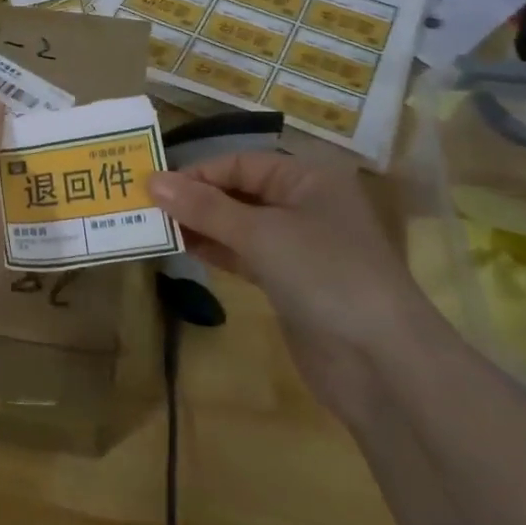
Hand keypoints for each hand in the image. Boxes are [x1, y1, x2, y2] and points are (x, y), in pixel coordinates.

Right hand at [148, 152, 426, 379]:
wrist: (381, 361)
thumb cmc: (324, 274)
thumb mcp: (261, 233)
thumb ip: (205, 208)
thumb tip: (152, 181)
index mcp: (308, 178)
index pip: (241, 163)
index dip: (197, 173)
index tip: (152, 187)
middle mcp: (305, 205)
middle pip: (240, 192)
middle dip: (195, 199)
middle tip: (145, 208)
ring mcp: (299, 246)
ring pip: (240, 225)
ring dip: (201, 226)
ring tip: (154, 228)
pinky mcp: (291, 283)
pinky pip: (246, 255)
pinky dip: (217, 251)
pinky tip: (183, 250)